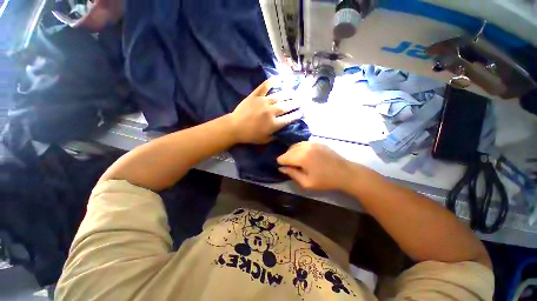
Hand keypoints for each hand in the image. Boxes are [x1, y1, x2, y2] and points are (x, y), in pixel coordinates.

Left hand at [230, 79, 302, 143]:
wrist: (234, 127)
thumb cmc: (250, 135)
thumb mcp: (264, 140)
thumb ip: (275, 136)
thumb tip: (283, 132)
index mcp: (273, 124)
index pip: (289, 118)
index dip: (296, 115)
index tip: (301, 112)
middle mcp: (271, 111)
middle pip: (286, 106)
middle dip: (295, 104)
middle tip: (301, 101)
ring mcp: (263, 101)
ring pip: (279, 96)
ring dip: (289, 94)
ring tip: (295, 92)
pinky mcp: (255, 95)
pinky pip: (265, 86)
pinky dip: (272, 81)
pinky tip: (279, 78)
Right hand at [277, 142, 371, 190]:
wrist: (345, 173)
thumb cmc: (326, 181)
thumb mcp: (307, 183)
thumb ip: (292, 174)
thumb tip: (281, 168)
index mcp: (302, 157)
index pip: (283, 157)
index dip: (281, 163)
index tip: (285, 169)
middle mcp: (305, 146)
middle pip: (288, 150)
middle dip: (287, 158)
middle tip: (292, 167)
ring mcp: (312, 142)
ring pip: (295, 145)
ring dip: (292, 153)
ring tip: (298, 161)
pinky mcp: (317, 142)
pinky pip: (303, 143)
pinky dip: (299, 149)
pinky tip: (304, 156)